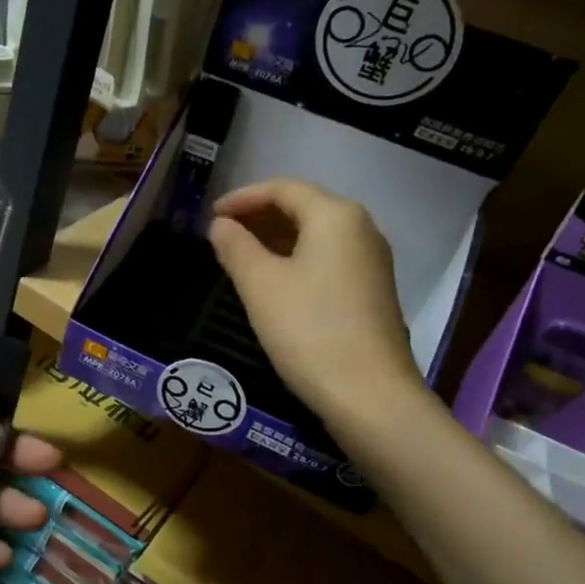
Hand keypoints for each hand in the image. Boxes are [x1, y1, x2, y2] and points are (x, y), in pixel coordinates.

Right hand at [208, 178, 423, 432]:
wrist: (370, 395)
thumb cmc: (309, 331)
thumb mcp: (261, 286)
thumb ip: (236, 247)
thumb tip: (221, 225)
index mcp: (335, 216)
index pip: (283, 188)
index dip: (242, 198)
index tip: (211, 216)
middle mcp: (361, 228)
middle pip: (304, 206)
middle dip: (260, 216)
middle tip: (222, 234)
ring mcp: (372, 261)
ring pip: (316, 234)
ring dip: (277, 238)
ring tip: (241, 256)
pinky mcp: (373, 291)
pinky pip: (329, 258)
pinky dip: (297, 258)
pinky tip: (275, 281)